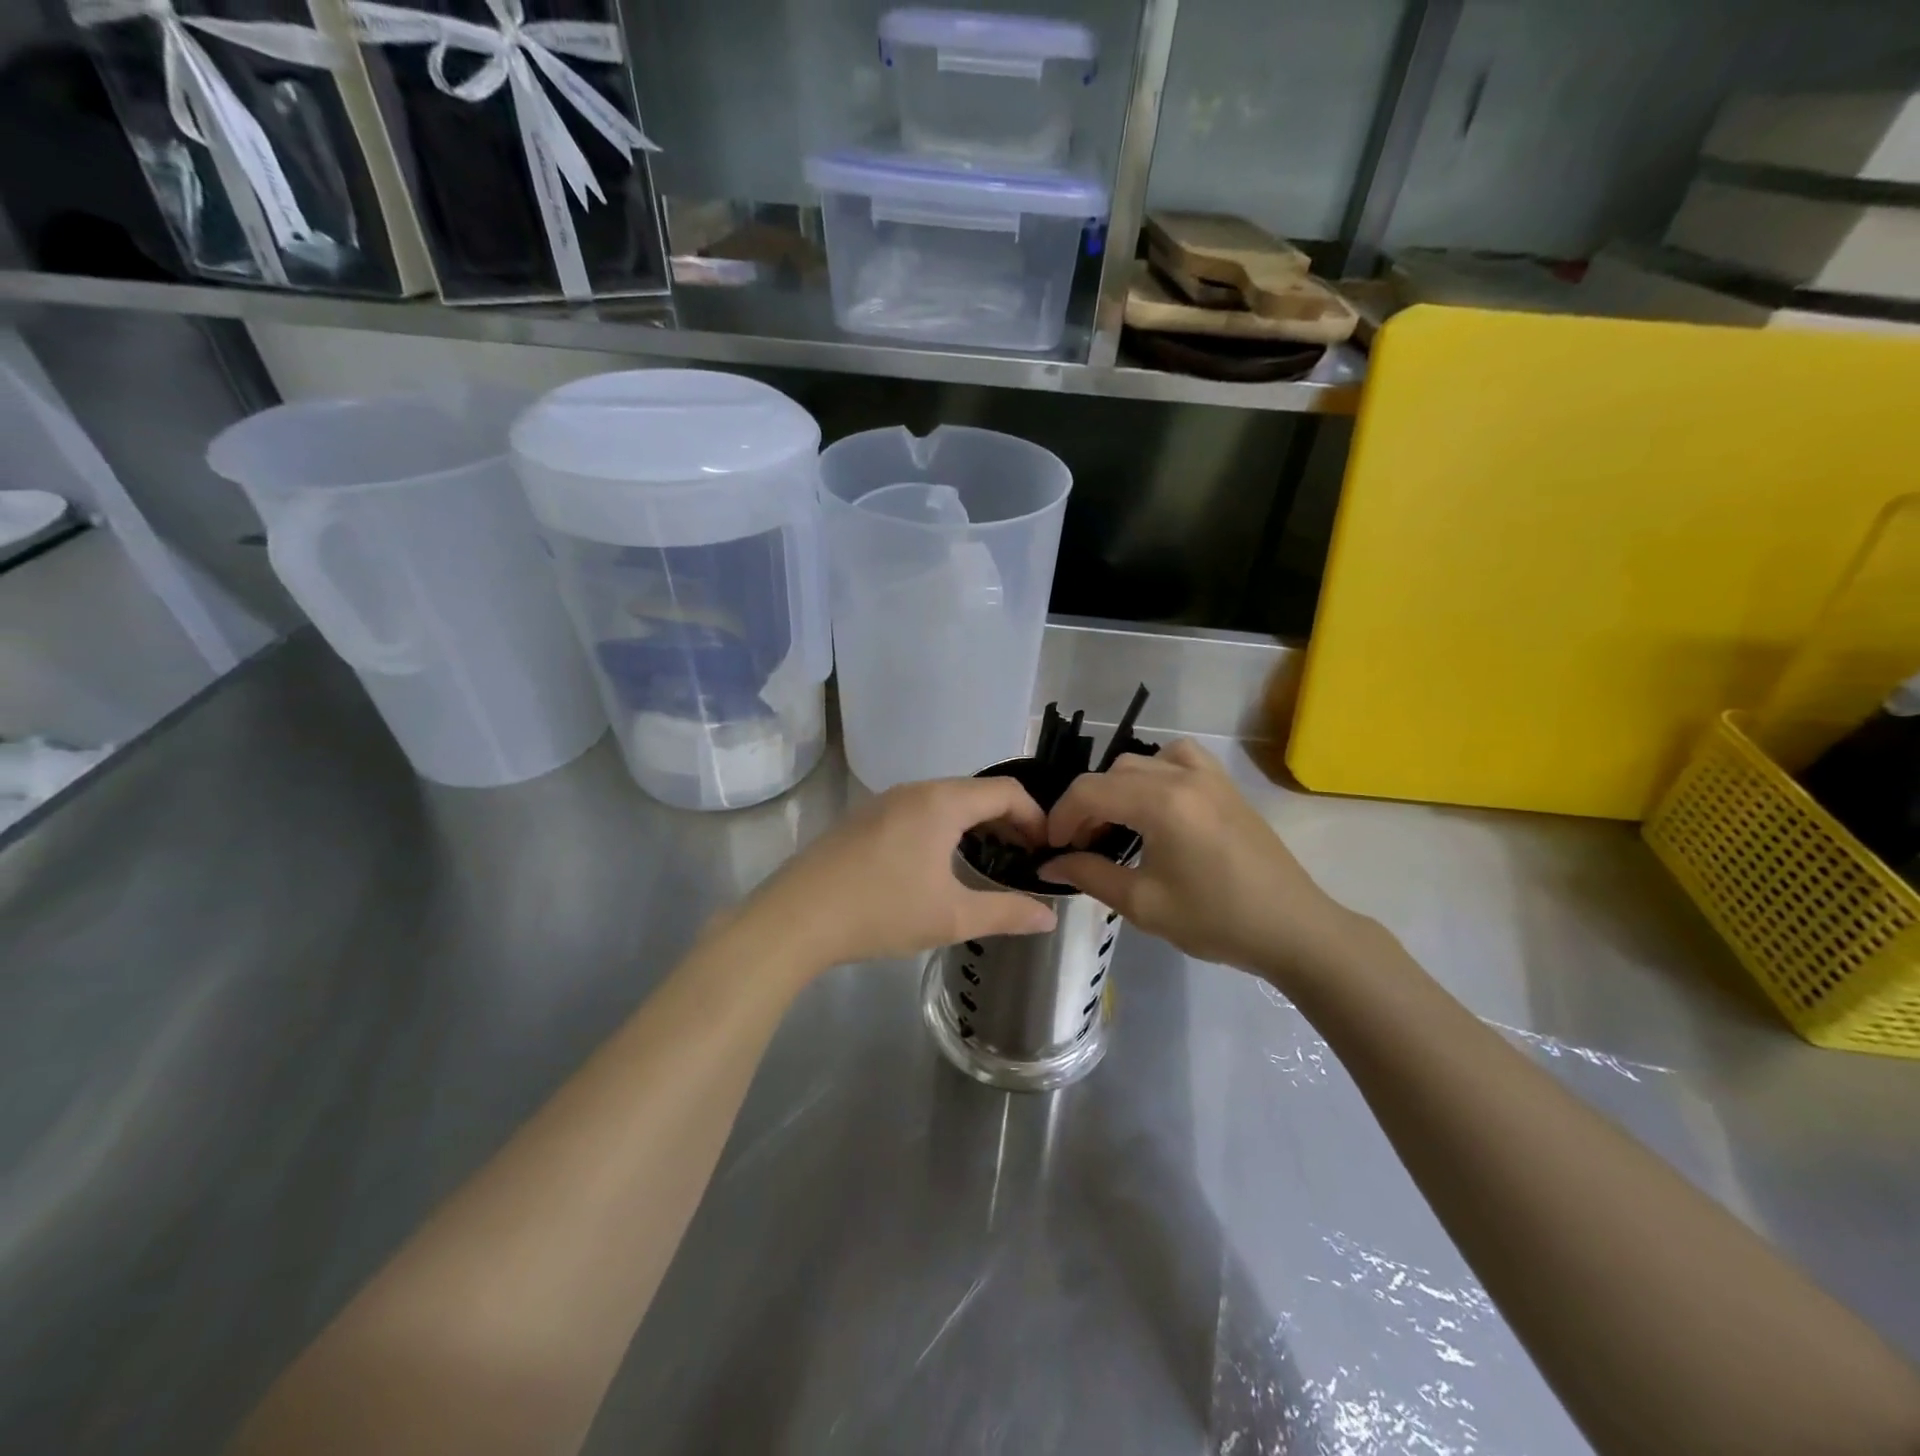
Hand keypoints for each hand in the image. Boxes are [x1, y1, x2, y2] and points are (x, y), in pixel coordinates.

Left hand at [745, 777, 1057, 973]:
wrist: (796, 917)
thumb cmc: (882, 911)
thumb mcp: (952, 917)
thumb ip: (1007, 913)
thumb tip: (1048, 916)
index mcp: (942, 802)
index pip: (1007, 792)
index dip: (1036, 817)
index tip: (1047, 850)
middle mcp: (915, 790)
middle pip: (977, 792)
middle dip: (1007, 821)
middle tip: (1023, 859)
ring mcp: (884, 801)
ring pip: (945, 800)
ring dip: (974, 824)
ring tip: (986, 862)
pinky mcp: (863, 818)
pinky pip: (918, 810)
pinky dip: (944, 827)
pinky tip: (938, 865)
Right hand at [1040, 739, 1360, 982]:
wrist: (1292, 928)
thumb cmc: (1216, 920)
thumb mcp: (1144, 904)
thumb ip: (1090, 875)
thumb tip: (1049, 863)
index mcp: (1162, 803)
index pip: (1090, 792)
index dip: (1061, 816)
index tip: (1052, 847)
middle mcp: (1182, 776)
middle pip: (1112, 773)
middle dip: (1086, 805)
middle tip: (1082, 845)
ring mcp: (1209, 775)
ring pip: (1143, 760)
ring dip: (1118, 787)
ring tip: (1117, 824)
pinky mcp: (1225, 784)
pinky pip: (1179, 757)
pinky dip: (1156, 771)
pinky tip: (1157, 803)